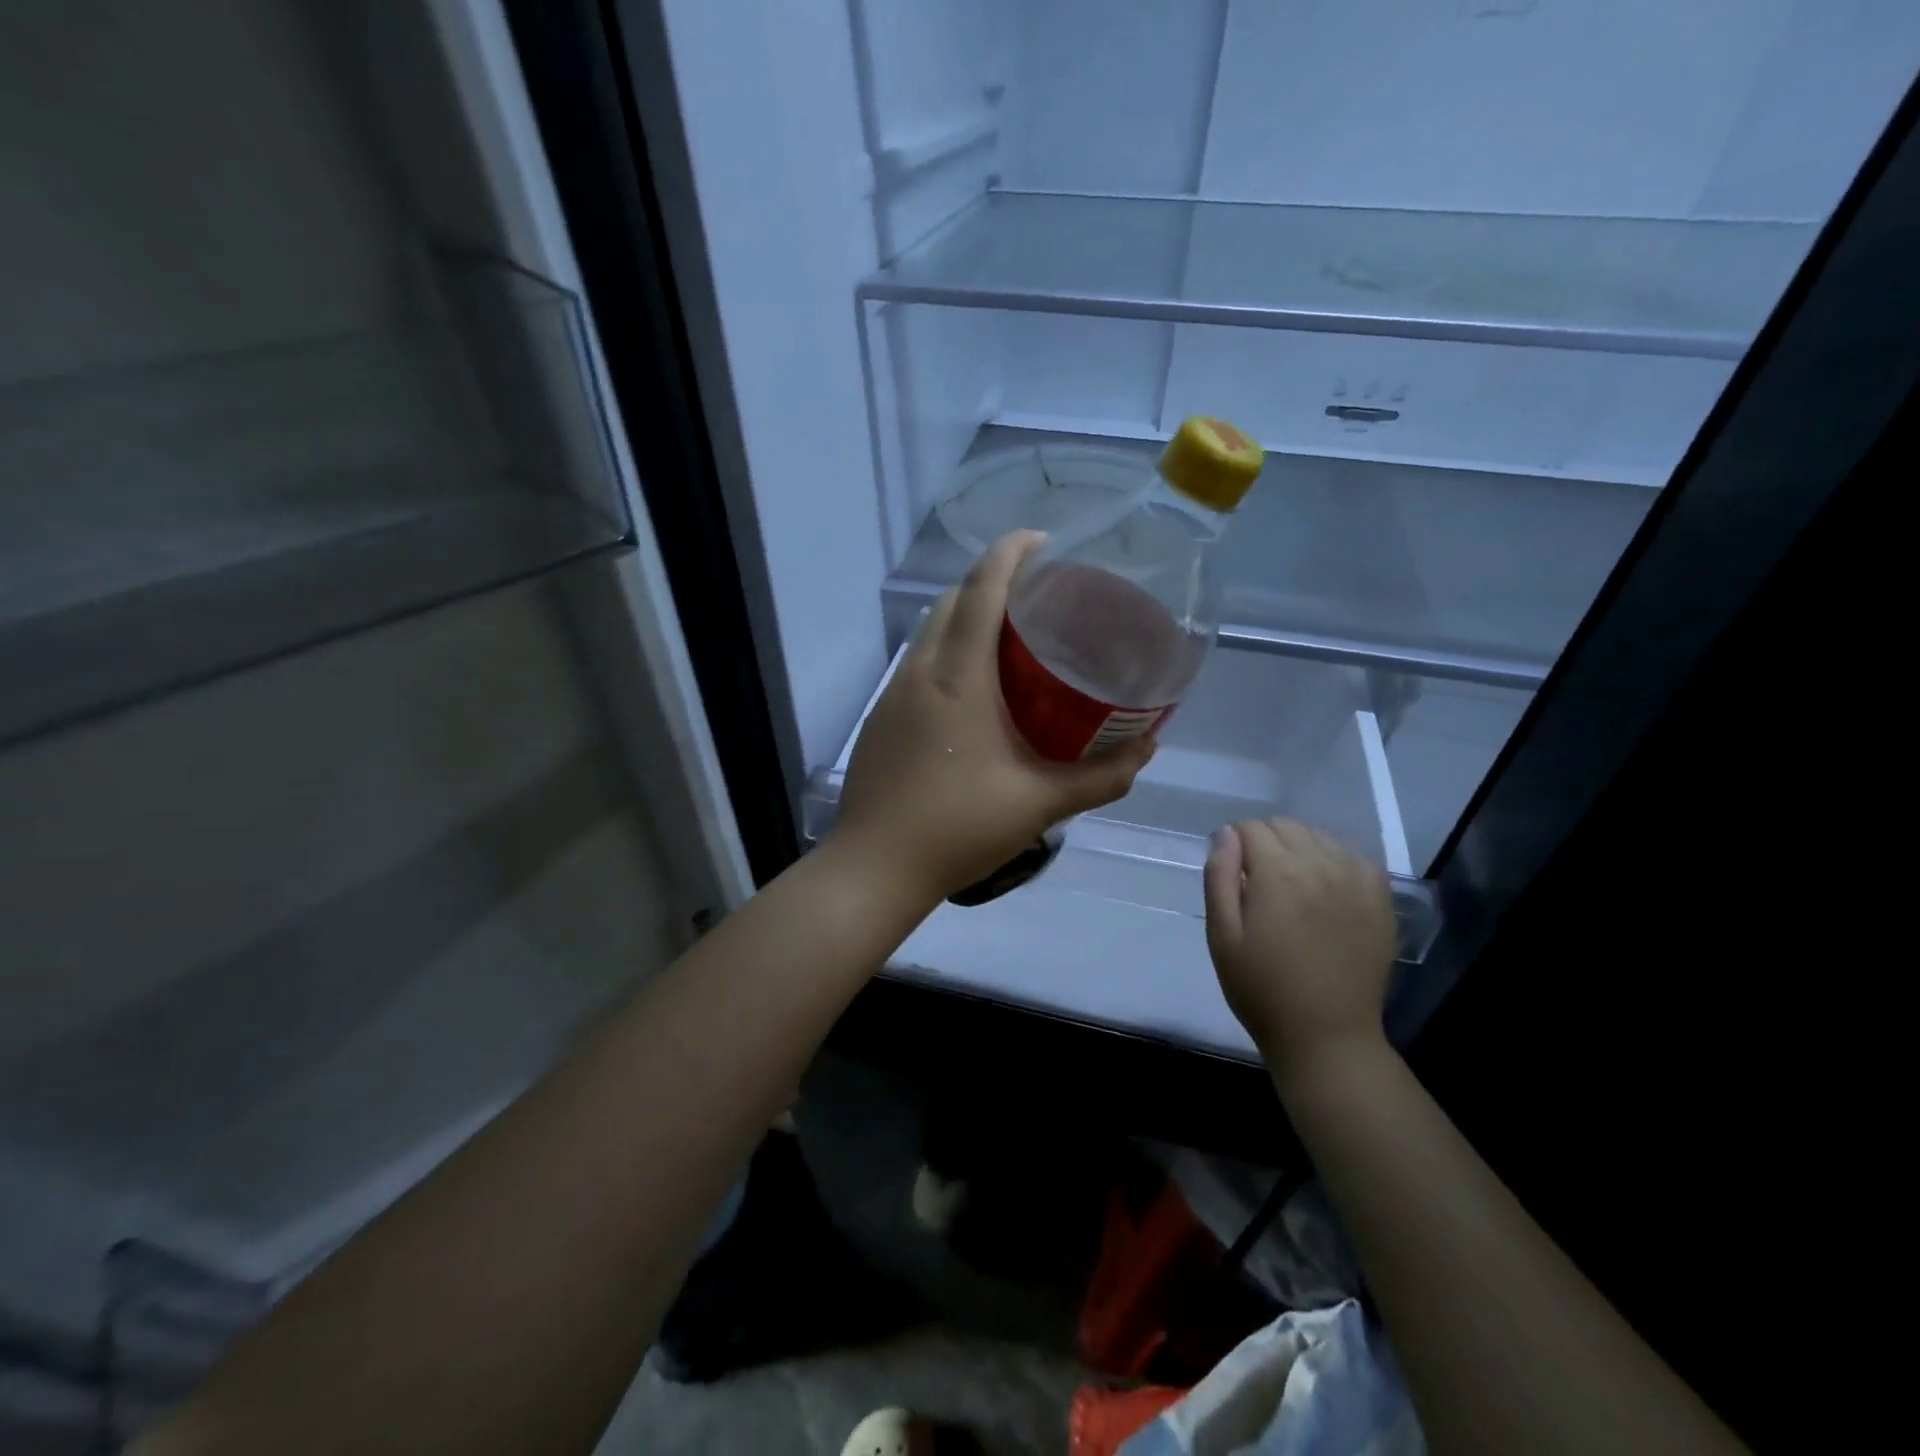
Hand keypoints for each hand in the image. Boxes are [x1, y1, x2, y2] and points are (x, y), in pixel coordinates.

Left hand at [834, 531, 1155, 903]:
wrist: (875, 866)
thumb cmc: (958, 828)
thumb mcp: (1040, 804)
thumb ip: (1101, 778)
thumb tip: (1147, 749)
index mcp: (958, 677)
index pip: (982, 588)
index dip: (1012, 552)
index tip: (1046, 543)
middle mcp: (920, 671)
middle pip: (953, 598)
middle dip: (994, 580)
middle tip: (1040, 598)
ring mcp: (893, 692)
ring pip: (930, 629)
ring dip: (967, 615)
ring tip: (1011, 637)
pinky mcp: (882, 715)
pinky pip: (917, 661)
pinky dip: (947, 649)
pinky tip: (973, 688)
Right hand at [1203, 818, 1396, 1077]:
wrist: (1326, 1036)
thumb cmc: (1261, 988)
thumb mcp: (1222, 935)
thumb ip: (1219, 877)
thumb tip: (1226, 834)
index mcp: (1277, 874)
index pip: (1250, 828)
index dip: (1234, 846)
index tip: (1233, 875)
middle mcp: (1321, 865)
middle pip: (1286, 826)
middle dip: (1265, 842)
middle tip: (1258, 883)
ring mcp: (1357, 880)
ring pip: (1320, 836)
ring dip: (1299, 849)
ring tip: (1291, 887)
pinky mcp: (1380, 898)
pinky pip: (1353, 855)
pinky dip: (1333, 861)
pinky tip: (1325, 889)